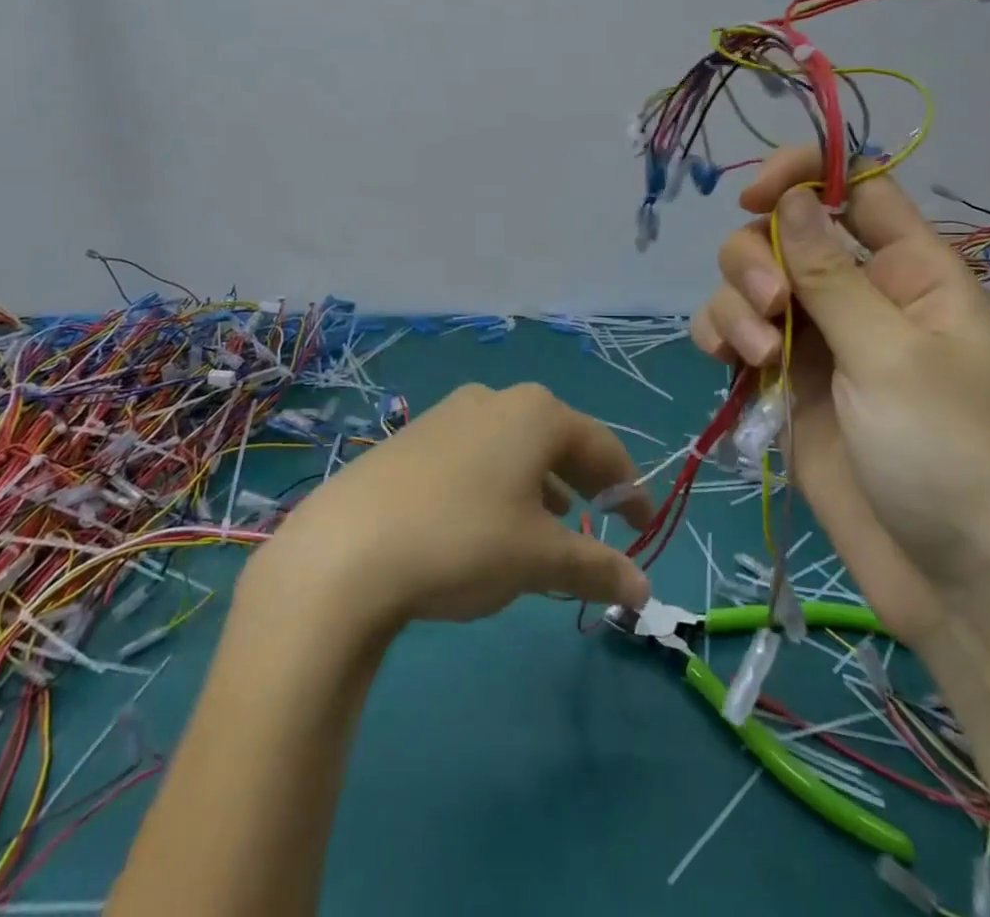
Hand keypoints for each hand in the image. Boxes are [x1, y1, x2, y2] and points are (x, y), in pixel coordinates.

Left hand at [250, 383, 654, 628]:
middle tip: (602, 520)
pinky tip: (489, 520)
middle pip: (559, 439)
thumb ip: (597, 568)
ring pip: (515, 446)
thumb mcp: (540, 559)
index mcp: (537, 414)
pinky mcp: (413, 437)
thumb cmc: (464, 541)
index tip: (643, 525)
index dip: (629, 488)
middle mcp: (496, 400)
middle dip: (585, 481)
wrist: (346, 549)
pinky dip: (500, 482)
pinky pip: (477, 454)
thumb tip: (644, 590)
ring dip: (542, 482)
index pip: (603, 447)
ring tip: (550, 523)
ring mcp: (449, 413)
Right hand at [691, 147, 989, 646]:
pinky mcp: (782, 380)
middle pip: (781, 231)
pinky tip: (728, 367)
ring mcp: (815, 337)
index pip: (854, 187)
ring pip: (747, 281)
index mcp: (909, 270)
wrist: (950, 579)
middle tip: (771, 310)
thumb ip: (832, 274)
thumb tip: (793, 196)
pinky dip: (719, 336)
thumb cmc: (948, 456)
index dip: (804, 175)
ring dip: (735, 306)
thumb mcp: (892, 356)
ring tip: (758, 359)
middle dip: (757, 260)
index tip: (757, 196)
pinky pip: (732, 332)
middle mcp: (857, 292)